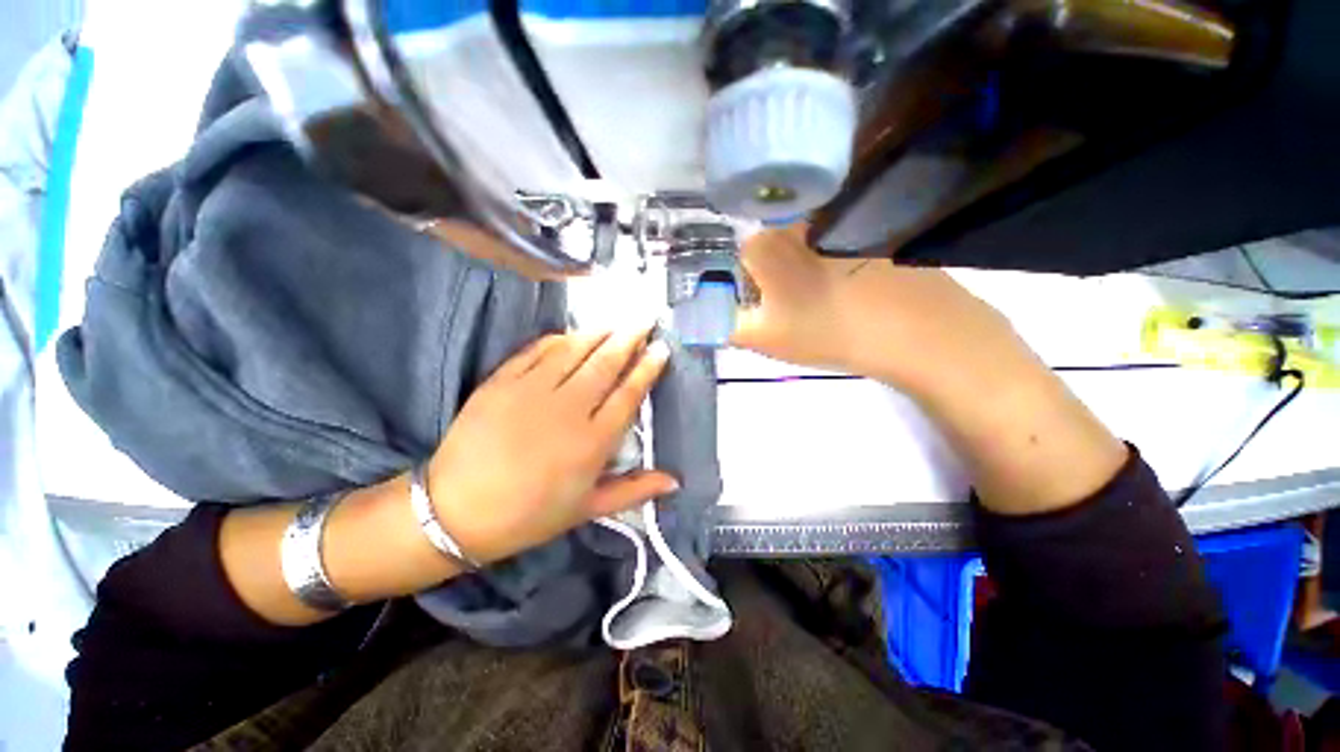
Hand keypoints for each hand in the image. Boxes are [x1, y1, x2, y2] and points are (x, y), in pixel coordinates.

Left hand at [426, 329, 676, 562]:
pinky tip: (571, 334)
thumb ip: (634, 490)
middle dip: (629, 338)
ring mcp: (532, 391)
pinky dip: (558, 339)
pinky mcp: (502, 382)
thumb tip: (675, 481)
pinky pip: (536, 351)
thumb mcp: (588, 509)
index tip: (661, 348)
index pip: (628, 393)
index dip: (648, 368)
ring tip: (616, 322)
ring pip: (574, 351)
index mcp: (593, 441)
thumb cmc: (530, 515)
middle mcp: (568, 409)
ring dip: (599, 333)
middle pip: (606, 364)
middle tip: (645, 319)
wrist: (455, 513)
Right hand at [732, 224, 1014, 393]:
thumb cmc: (826, 331)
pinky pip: (835, 237)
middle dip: (773, 272)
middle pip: (769, 242)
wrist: (913, 328)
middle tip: (794, 304)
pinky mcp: (868, 225)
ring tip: (823, 295)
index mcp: (766, 243)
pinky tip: (851, 284)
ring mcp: (835, 218)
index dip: (747, 284)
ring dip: (804, 264)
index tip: (764, 306)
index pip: (738, 256)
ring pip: (802, 239)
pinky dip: (835, 257)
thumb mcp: (762, 338)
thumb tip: (693, 318)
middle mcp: (795, 220)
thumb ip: (720, 326)